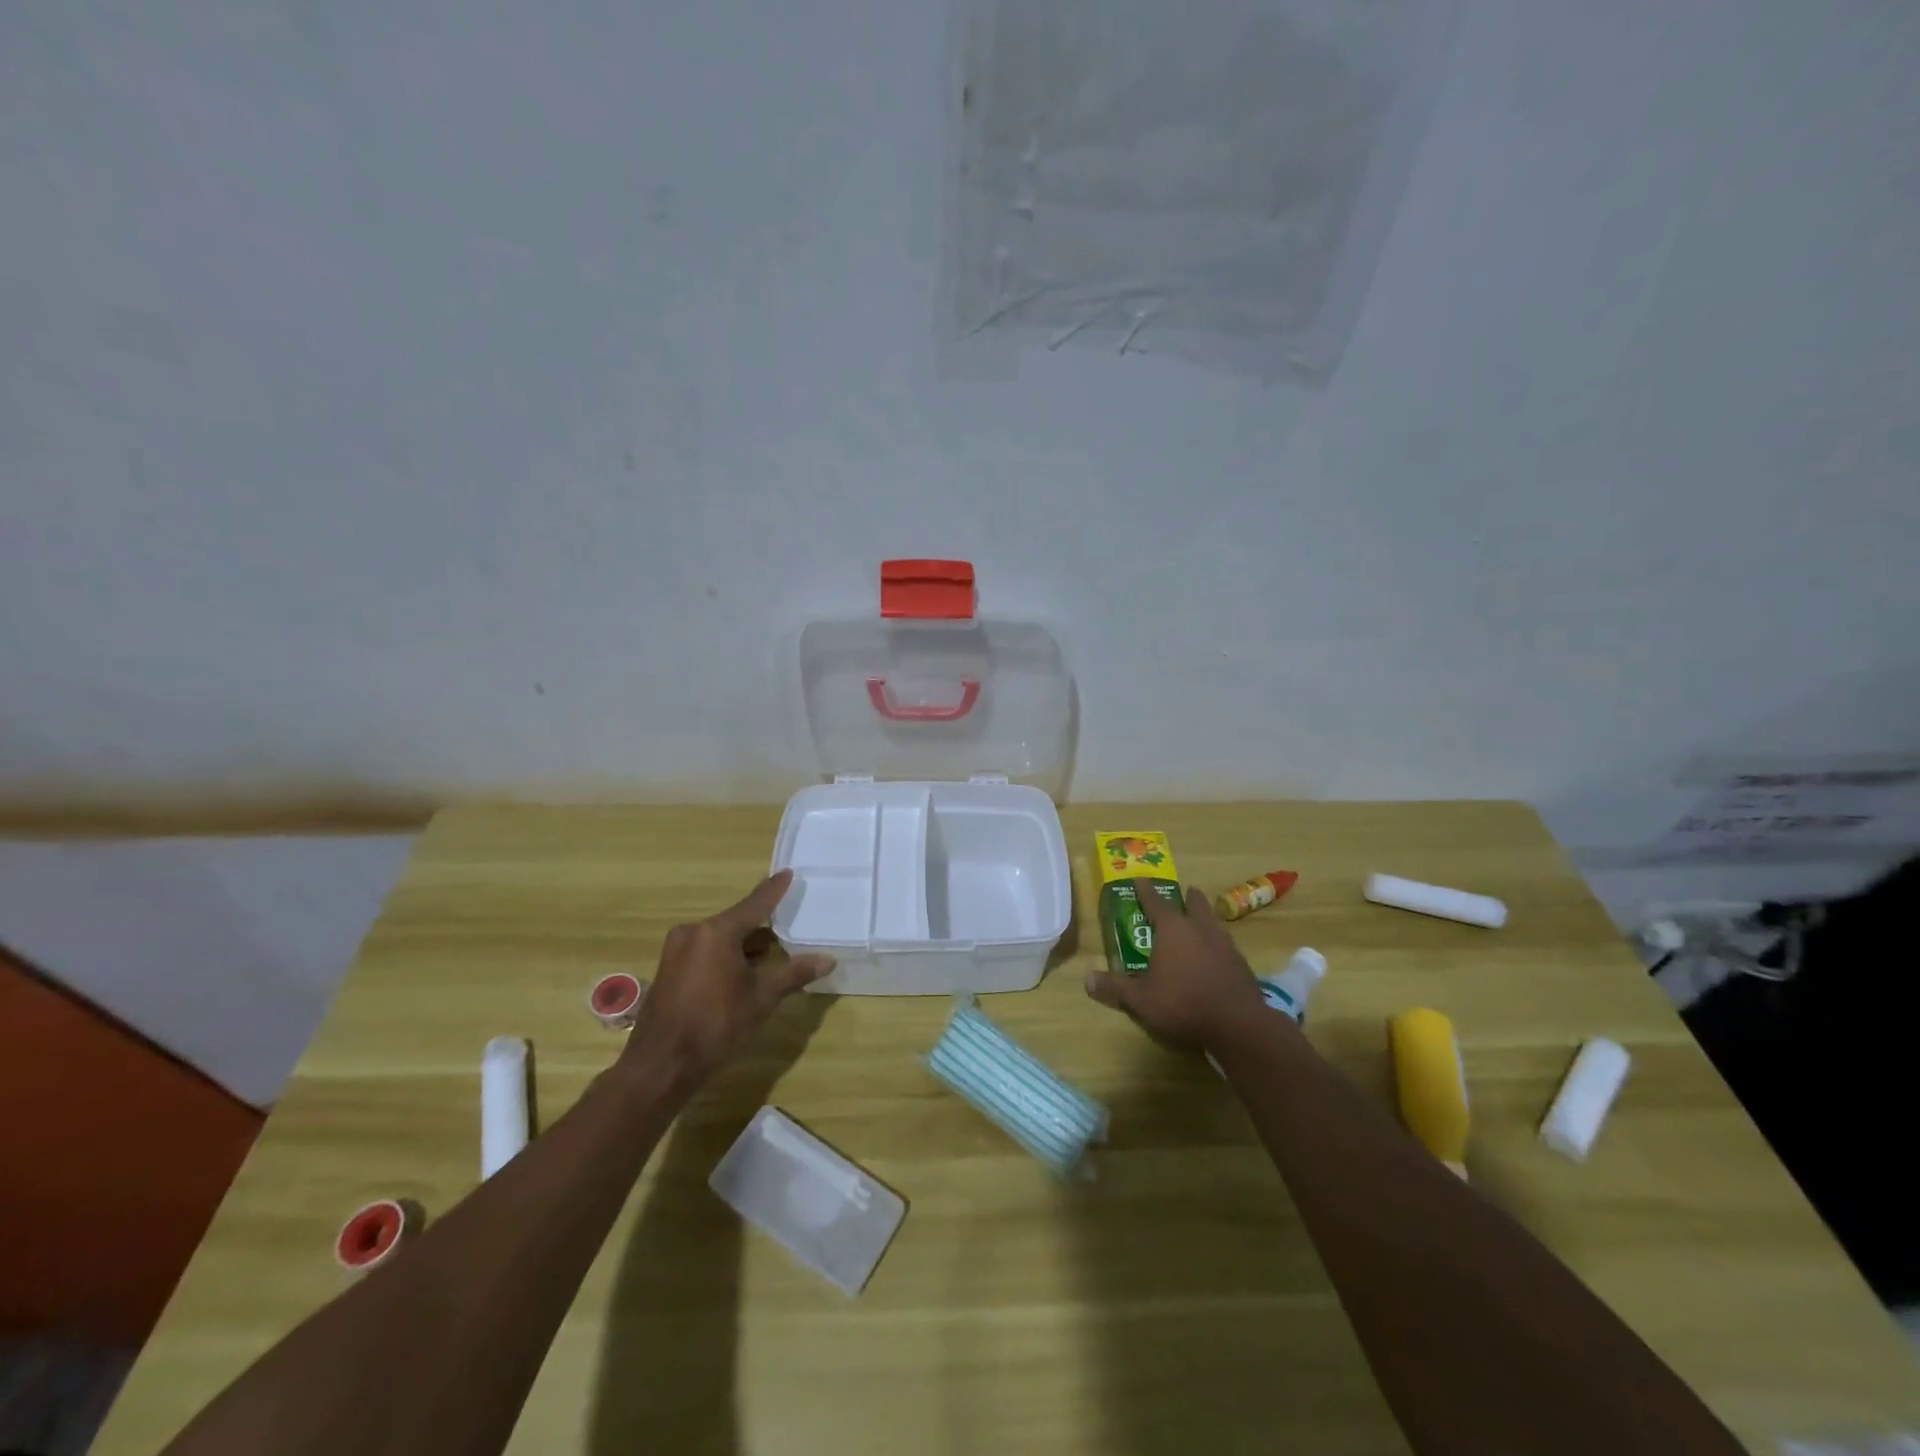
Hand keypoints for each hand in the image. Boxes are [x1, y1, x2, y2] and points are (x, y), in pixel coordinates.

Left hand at [622, 870, 834, 1093]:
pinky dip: (726, 956)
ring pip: (720, 938)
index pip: (754, 904)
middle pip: (736, 922)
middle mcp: (694, 932)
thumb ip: (794, 973)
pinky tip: (743, 971)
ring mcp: (677, 951)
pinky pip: (706, 952)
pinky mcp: (670, 969)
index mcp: (716, 932)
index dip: (774, 890)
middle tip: (787, 924)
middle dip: (761, 926)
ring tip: (772, 952)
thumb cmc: (716, 1024)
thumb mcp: (761, 997)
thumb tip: (828, 959)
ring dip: (744, 945)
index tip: (788, 873)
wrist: (661, 1065)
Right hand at [1085, 879, 1266, 1050]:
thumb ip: (1114, 987)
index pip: (1155, 902)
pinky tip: (1214, 957)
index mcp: (1173, 930)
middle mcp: (1200, 929)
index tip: (1140, 879)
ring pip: (1213, 923)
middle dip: (1188, 897)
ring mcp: (1225, 945)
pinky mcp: (1242, 965)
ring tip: (1200, 923)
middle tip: (1185, 892)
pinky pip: (1226, 946)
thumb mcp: (1141, 999)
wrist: (1238, 1025)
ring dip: (1205, 919)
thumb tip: (1086, 979)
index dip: (1145, 890)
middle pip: (1195, 904)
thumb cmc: (1183, 1004)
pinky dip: (1217, 945)